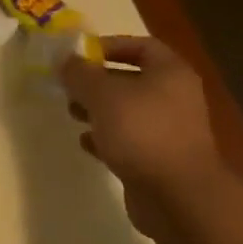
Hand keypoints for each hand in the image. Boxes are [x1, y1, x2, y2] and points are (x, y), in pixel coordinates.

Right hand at [62, 36, 223, 238]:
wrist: (178, 198)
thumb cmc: (142, 131)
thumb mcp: (102, 94)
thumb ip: (80, 73)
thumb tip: (63, 59)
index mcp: (170, 72)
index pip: (140, 45)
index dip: (109, 45)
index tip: (80, 54)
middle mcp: (175, 97)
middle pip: (131, 79)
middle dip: (97, 81)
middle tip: (69, 86)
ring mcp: (170, 131)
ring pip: (128, 111)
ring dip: (99, 110)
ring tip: (72, 113)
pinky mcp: (160, 161)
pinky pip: (130, 141)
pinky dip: (108, 139)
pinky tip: (86, 143)